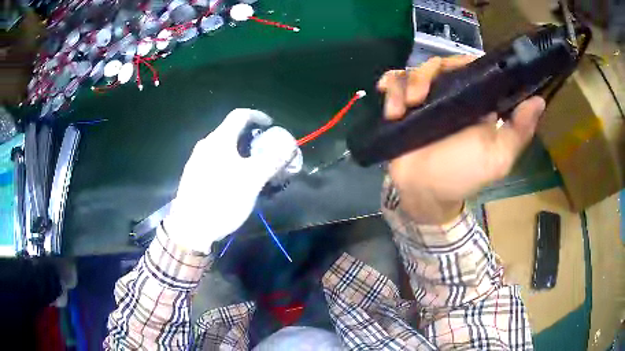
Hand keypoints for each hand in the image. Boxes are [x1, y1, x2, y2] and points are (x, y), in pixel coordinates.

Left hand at [164, 108, 297, 252]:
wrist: (190, 227)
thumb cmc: (221, 199)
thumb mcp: (252, 180)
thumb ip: (271, 160)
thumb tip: (288, 146)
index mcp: (219, 140)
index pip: (240, 115)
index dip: (258, 115)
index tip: (271, 125)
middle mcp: (206, 145)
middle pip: (231, 131)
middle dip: (251, 137)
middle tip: (265, 150)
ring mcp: (196, 160)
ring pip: (223, 147)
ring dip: (240, 151)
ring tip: (253, 167)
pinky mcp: (193, 175)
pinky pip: (215, 160)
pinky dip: (229, 162)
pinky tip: (234, 181)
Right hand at [378, 56, 545, 223]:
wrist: (424, 193)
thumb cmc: (463, 176)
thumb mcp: (498, 157)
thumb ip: (519, 131)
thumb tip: (539, 101)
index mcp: (477, 101)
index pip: (473, 67)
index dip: (465, 62)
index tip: (456, 71)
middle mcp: (452, 95)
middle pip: (440, 64)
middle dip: (427, 73)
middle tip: (420, 96)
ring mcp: (427, 99)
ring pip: (415, 71)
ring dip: (406, 84)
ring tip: (403, 109)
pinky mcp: (404, 106)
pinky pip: (395, 83)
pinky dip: (390, 87)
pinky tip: (389, 104)